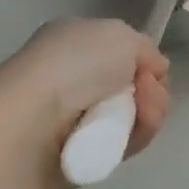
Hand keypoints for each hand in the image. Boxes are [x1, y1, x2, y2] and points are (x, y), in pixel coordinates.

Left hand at [0, 18, 172, 159]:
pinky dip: (134, 138)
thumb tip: (153, 72)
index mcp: (75, 42)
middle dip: (152, 91)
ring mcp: (74, 117)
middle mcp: (73, 78)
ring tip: (143, 113)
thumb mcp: (122, 35)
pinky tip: (128, 134)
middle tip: (149, 92)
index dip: (145, 62)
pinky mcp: (79, 153)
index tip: (151, 70)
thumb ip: (145, 49)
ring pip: (133, 118)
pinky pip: (122, 146)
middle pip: (134, 88)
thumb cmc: (75, 64)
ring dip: (149, 113)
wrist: (35, 118)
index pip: (122, 54)